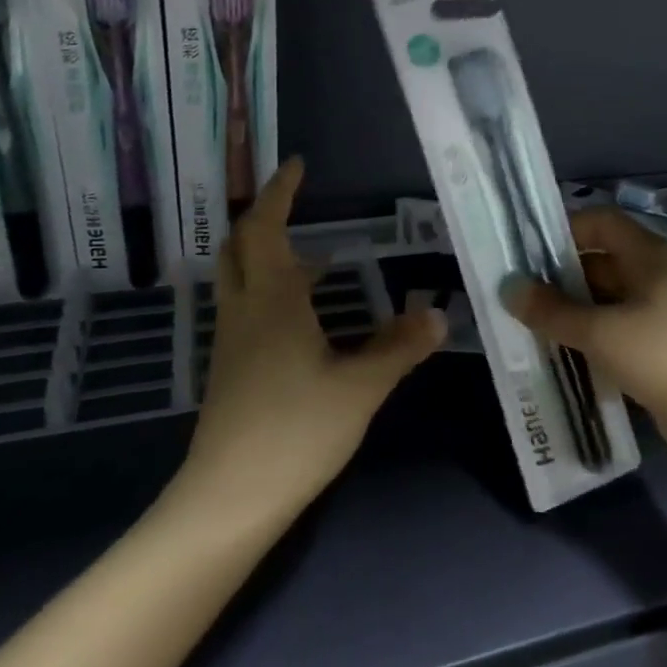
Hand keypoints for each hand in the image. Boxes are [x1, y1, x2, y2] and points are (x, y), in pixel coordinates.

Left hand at [175, 158, 445, 523]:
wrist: (228, 501)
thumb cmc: (294, 432)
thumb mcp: (359, 388)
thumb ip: (399, 348)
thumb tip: (438, 315)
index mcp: (271, 301)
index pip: (267, 229)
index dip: (280, 193)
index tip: (297, 166)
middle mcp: (244, 311)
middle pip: (239, 246)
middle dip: (264, 216)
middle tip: (295, 201)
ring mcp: (232, 342)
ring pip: (239, 277)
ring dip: (267, 253)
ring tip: (316, 254)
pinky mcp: (231, 370)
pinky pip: (247, 307)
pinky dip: (270, 288)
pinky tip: (307, 313)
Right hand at [502, 207, 666, 480]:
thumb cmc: (663, 357)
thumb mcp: (600, 331)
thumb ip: (552, 310)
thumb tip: (509, 288)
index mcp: (648, 255)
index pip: (601, 221)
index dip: (565, 230)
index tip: (529, 254)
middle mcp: (654, 275)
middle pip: (600, 260)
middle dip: (560, 277)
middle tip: (519, 296)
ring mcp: (659, 313)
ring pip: (605, 299)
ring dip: (571, 311)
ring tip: (530, 327)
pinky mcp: (659, 347)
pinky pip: (616, 330)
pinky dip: (589, 337)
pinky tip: (561, 355)